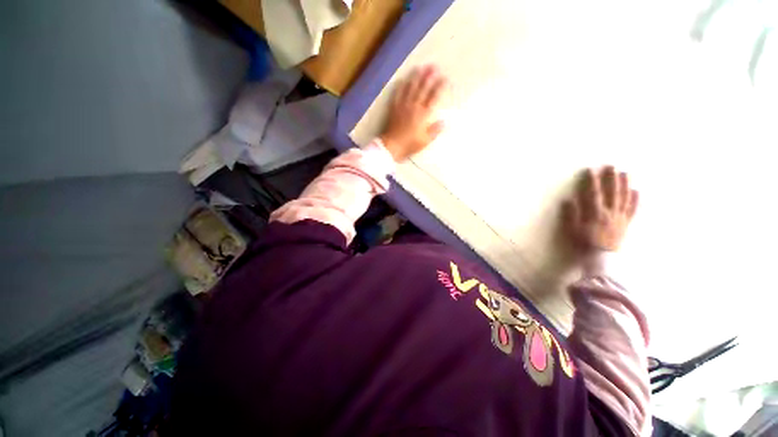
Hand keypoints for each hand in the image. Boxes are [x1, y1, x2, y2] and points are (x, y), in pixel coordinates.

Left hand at [380, 65, 448, 161]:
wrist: (392, 146)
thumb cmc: (410, 144)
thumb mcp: (425, 141)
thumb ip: (435, 130)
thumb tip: (444, 121)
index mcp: (423, 114)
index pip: (434, 97)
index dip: (440, 87)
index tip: (445, 78)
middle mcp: (414, 106)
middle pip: (422, 88)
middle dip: (428, 76)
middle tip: (433, 66)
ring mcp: (403, 106)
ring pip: (410, 88)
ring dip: (415, 77)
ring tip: (419, 68)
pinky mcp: (394, 108)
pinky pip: (397, 94)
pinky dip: (400, 87)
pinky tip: (402, 80)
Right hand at [563, 166, 638, 252]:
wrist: (602, 259)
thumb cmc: (583, 244)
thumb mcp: (572, 230)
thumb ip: (570, 215)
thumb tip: (568, 200)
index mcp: (595, 214)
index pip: (593, 194)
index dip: (592, 181)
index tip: (590, 170)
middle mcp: (610, 213)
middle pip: (612, 192)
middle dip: (611, 178)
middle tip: (612, 166)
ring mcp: (620, 218)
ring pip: (624, 198)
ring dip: (625, 185)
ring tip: (625, 173)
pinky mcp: (626, 224)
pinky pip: (632, 210)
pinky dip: (635, 200)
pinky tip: (636, 191)